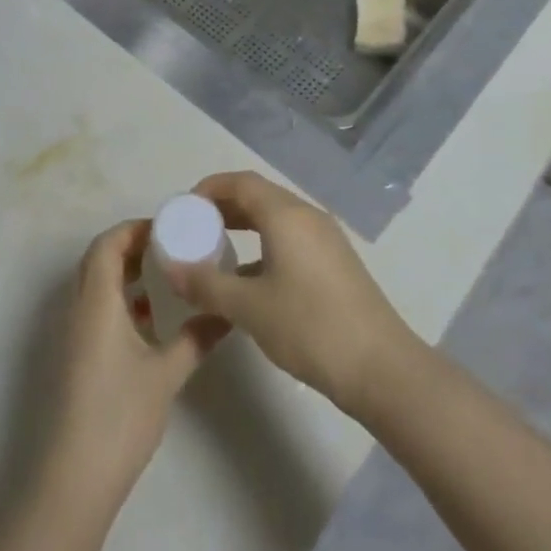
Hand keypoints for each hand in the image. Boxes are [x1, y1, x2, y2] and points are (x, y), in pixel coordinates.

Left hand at [46, 220, 224, 510]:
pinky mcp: (73, 357)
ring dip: (123, 274)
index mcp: (96, 301)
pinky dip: (116, 301)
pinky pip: (93, 309)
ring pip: (94, 285)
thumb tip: (227, 314)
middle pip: (98, 259)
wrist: (74, 478)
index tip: (166, 228)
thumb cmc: (120, 415)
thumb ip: (196, 338)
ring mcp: (71, 334)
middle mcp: (78, 308)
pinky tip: (146, 321)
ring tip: (161, 279)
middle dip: (130, 247)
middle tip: (167, 247)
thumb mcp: (167, 374)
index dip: (134, 229)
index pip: (108, 244)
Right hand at [167, 171, 417, 414]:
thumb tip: (169, 268)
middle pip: (258, 196)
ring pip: (275, 217)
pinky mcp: (335, 262)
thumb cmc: (310, 327)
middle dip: (223, 206)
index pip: (240, 182)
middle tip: (193, 228)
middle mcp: (306, 215)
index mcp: (285, 214)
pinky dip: (264, 244)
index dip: (208, 188)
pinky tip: (250, 279)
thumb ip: (206, 284)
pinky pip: (290, 237)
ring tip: (216, 250)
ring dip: (244, 226)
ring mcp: (325, 238)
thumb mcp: (249, 308)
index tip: (183, 208)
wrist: (381, 368)